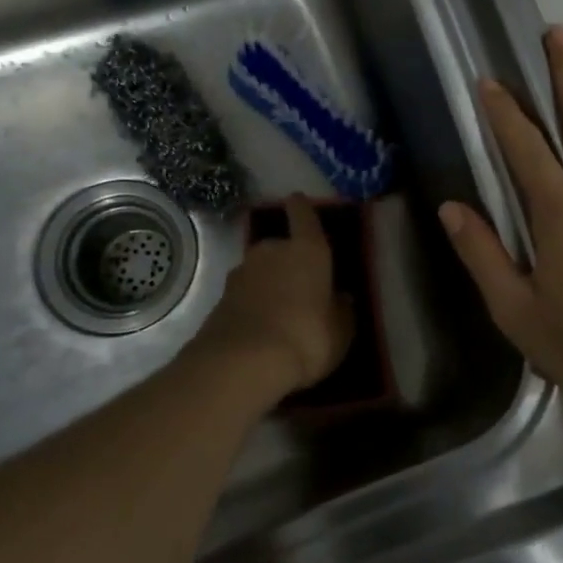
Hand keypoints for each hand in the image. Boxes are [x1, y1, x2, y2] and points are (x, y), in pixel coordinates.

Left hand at [194, 193, 352, 397]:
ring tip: (280, 308)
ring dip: (268, 282)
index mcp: (308, 250)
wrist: (242, 363)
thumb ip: (342, 310)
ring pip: (260, 270)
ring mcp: (241, 273)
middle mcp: (272, 251)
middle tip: (300, 282)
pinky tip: (261, 326)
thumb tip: (341, 298)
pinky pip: (244, 294)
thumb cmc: (306, 337)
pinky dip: (252, 303)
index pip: (304, 215)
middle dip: (288, 259)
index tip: (297, 199)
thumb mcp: (341, 330)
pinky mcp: (220, 299)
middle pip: (280, 245)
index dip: (301, 207)